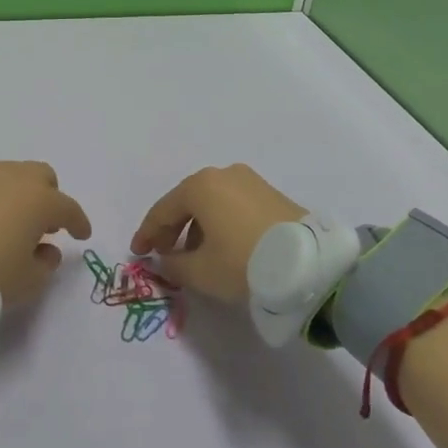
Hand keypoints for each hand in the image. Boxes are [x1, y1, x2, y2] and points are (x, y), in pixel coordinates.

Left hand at [0, 155, 91, 306]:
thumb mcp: (26, 283)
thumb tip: (47, 250)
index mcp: (39, 201)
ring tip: (5, 213)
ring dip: (14, 189)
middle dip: (47, 196)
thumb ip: (45, 265)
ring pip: (7, 171)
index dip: (78, 222)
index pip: (69, 208)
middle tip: (43, 222)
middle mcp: (12, 178)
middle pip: (41, 176)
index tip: (82, 235)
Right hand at [129, 164, 305, 303]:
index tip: (138, 253)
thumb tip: (165, 260)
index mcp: (199, 186)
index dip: (147, 234)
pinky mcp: (271, 194)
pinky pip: (233, 206)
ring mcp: (250, 181)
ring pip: (212, 204)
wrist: (309, 263)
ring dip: (198, 228)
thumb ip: (173, 265)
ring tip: (195, 255)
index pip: (163, 210)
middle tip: (163, 253)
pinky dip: (220, 224)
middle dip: (172, 229)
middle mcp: (223, 174)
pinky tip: (222, 246)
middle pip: (187, 202)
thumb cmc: (243, 262)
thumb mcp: (200, 272)